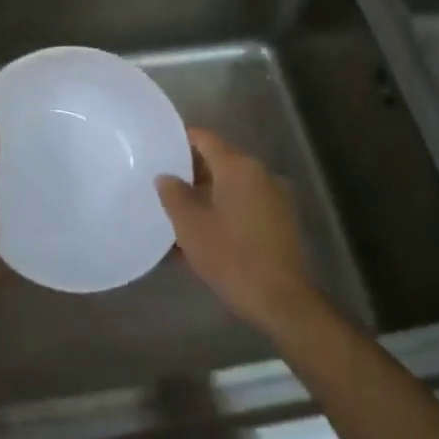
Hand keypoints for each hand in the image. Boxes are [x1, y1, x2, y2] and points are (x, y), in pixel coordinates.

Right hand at [157, 129, 327, 337]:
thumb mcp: (191, 226)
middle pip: (219, 161)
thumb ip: (174, 195)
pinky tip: (202, 233)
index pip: (205, 138)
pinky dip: (222, 210)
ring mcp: (273, 197)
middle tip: (162, 183)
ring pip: (231, 185)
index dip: (180, 139)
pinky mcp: (279, 220)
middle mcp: (259, 174)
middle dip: (190, 171)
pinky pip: (243, 204)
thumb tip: (165, 176)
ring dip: (205, 194)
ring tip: (177, 212)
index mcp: (239, 167)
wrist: (280, 299)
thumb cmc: (231, 257)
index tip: (158, 147)